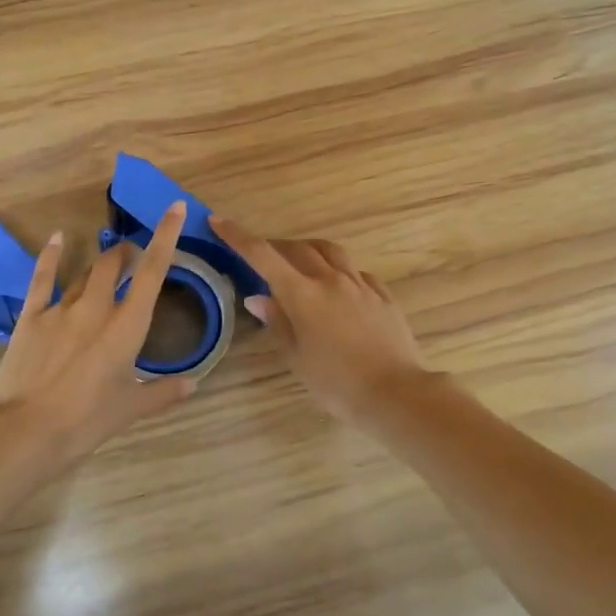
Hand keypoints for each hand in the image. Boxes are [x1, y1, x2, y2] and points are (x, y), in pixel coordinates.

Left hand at [0, 201, 195, 467]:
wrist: (27, 430)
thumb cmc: (87, 421)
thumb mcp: (131, 409)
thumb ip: (164, 392)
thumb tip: (193, 384)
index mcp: (127, 326)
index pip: (153, 272)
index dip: (166, 237)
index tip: (174, 208)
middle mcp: (97, 308)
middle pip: (115, 264)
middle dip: (127, 253)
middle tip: (134, 256)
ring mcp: (61, 309)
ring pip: (85, 272)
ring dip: (100, 261)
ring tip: (108, 259)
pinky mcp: (32, 317)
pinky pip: (43, 279)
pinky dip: (52, 257)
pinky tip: (57, 239)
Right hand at [210, 218, 434, 424]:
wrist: (396, 393)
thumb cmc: (337, 383)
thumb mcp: (297, 358)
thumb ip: (278, 323)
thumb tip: (257, 298)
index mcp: (303, 295)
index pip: (263, 256)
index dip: (238, 236)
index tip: (219, 221)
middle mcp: (331, 280)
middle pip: (298, 248)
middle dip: (276, 246)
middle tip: (262, 256)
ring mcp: (360, 285)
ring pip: (331, 252)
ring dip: (309, 250)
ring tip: (300, 262)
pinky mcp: (382, 295)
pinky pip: (356, 272)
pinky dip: (339, 270)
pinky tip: (338, 286)